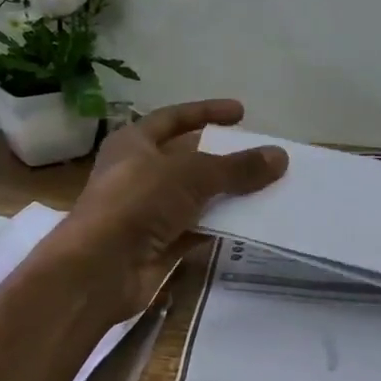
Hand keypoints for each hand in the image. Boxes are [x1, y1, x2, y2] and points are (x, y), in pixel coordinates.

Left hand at [42, 99, 287, 328]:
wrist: (100, 269)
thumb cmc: (137, 202)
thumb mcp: (190, 174)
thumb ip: (236, 167)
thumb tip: (280, 156)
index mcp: (133, 143)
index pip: (174, 118)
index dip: (206, 112)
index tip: (241, 113)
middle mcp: (138, 173)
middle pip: (187, 159)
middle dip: (222, 157)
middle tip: (261, 155)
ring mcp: (147, 211)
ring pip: (194, 196)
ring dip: (226, 193)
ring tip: (268, 188)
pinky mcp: (158, 245)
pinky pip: (196, 229)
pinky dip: (220, 225)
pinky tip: (251, 223)